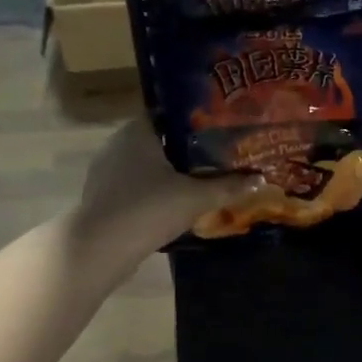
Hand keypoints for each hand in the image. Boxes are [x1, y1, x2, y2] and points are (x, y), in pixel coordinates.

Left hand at [72, 117, 263, 260]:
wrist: (101, 247)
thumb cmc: (149, 209)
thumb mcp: (195, 198)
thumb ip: (227, 187)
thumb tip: (260, 180)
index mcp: (138, 131)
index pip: (168, 114)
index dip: (194, 121)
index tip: (217, 131)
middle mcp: (118, 143)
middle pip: (158, 141)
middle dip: (184, 151)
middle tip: (214, 159)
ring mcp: (105, 171)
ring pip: (144, 165)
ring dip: (166, 174)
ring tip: (196, 183)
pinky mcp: (101, 196)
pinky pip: (132, 186)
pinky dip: (150, 192)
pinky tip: (169, 206)